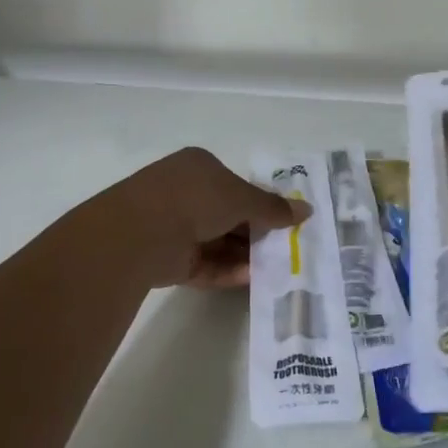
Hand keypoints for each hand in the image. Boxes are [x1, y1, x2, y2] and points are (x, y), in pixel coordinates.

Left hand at [111, 147, 307, 288]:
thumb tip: (306, 210)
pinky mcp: (167, 258)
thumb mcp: (242, 198)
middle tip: (284, 249)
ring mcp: (173, 226)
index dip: (260, 202)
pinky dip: (226, 271)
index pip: (235, 184)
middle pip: (228, 215)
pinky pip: (204, 264)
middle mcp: (184, 193)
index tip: (283, 222)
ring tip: (274, 269)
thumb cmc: (195, 199)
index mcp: (199, 167)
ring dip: (243, 255)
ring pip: (217, 242)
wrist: (140, 232)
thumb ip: (273, 207)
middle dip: (254, 233)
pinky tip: (250, 279)